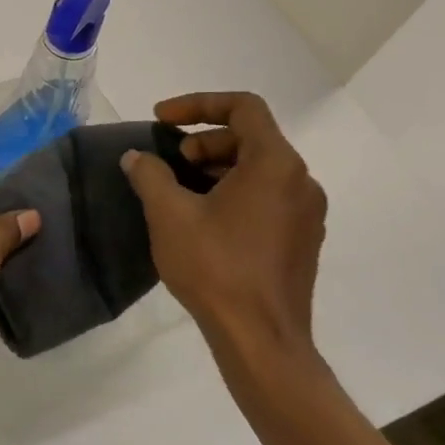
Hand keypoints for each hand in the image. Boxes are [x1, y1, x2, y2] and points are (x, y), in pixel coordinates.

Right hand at [120, 92, 326, 378]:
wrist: (261, 340)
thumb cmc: (216, 267)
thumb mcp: (169, 214)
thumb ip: (149, 174)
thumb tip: (137, 158)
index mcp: (275, 164)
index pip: (243, 107)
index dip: (198, 104)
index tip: (161, 120)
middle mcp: (301, 181)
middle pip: (252, 137)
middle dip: (205, 140)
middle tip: (170, 160)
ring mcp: (307, 213)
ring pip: (260, 169)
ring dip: (217, 167)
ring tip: (180, 190)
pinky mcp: (302, 240)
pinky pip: (268, 196)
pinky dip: (234, 191)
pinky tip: (203, 219)